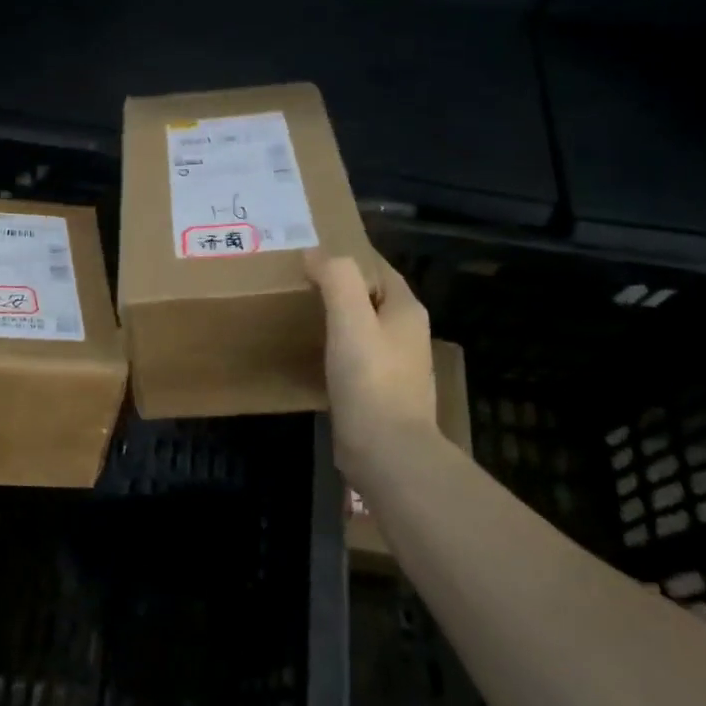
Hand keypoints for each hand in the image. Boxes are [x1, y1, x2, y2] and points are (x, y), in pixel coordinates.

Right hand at [305, 250, 443, 488]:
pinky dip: (335, 349)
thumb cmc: (370, 380)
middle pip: (370, 297)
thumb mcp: (350, 319)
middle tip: (298, 282)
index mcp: (406, 310)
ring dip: (337, 319)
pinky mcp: (379, 393)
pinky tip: (312, 355)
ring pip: (363, 328)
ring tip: (299, 314)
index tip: (310, 254)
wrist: (387, 452)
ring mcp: (396, 366)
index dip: (348, 257)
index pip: (378, 268)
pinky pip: (355, 358)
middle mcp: (406, 334)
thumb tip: (316, 253)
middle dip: (340, 287)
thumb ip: (337, 278)